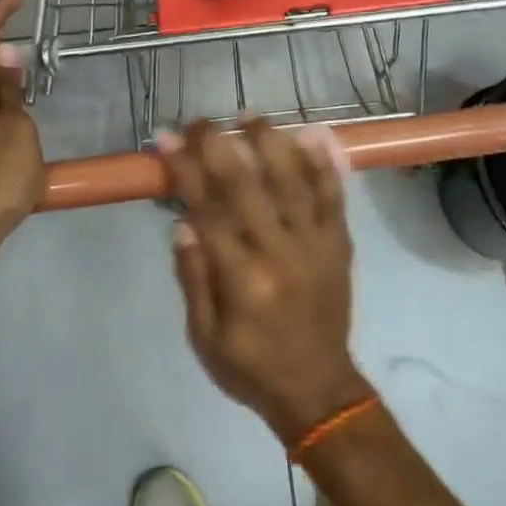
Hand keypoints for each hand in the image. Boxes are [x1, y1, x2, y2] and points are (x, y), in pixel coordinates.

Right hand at [162, 117, 371, 444]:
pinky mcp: (339, 243)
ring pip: (292, 180)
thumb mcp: (204, 337)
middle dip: (218, 145)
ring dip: (269, 141)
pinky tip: (311, 135)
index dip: (184, 169)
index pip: (207, 209)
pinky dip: (323, 164)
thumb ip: (193, 277)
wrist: (318, 390)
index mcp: (242, 278)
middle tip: (199, 121)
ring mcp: (314, 243)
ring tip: (249, 115)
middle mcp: (279, 252)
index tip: (166, 139)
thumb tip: (182, 221)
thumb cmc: (251, 366)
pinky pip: (333, 196)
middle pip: (246, 184)